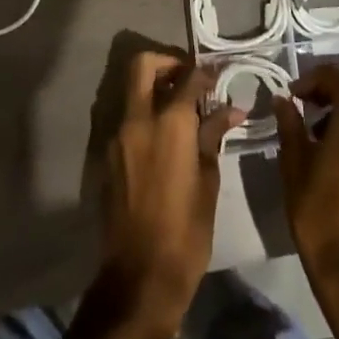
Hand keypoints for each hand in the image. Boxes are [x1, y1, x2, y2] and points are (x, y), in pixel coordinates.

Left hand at [99, 52, 242, 338]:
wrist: (140, 276)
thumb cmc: (186, 230)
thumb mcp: (208, 181)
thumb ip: (212, 136)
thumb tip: (230, 110)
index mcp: (169, 123)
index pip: (188, 78)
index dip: (206, 73)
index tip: (218, 78)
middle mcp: (138, 120)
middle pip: (143, 65)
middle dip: (167, 62)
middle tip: (189, 78)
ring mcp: (117, 137)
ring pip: (132, 92)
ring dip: (155, 89)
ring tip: (183, 110)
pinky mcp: (108, 157)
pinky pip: (127, 120)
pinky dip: (146, 115)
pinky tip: (167, 139)